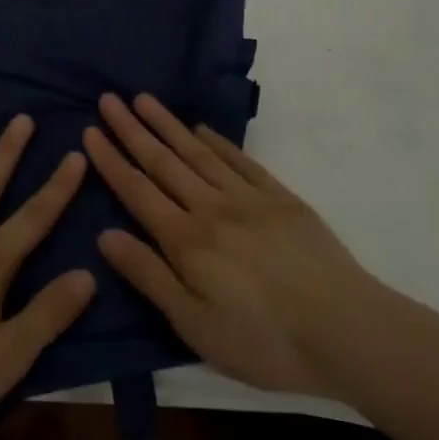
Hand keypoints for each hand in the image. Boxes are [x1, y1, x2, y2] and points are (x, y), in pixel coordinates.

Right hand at [83, 92, 396, 400]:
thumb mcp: (195, 326)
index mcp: (186, 240)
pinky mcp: (281, 199)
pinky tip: (201, 129)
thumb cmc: (265, 341)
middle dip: (131, 129)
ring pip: (197, 153)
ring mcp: (248, 198)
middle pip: (163, 162)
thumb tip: (105, 235)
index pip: (137, 191)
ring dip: (167, 124)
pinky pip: (240, 161)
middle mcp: (210, 208)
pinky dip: (218, 141)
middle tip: (108, 99)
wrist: (349, 331)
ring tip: (143, 99)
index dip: (111, 160)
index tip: (90, 131)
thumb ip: (149, 276)